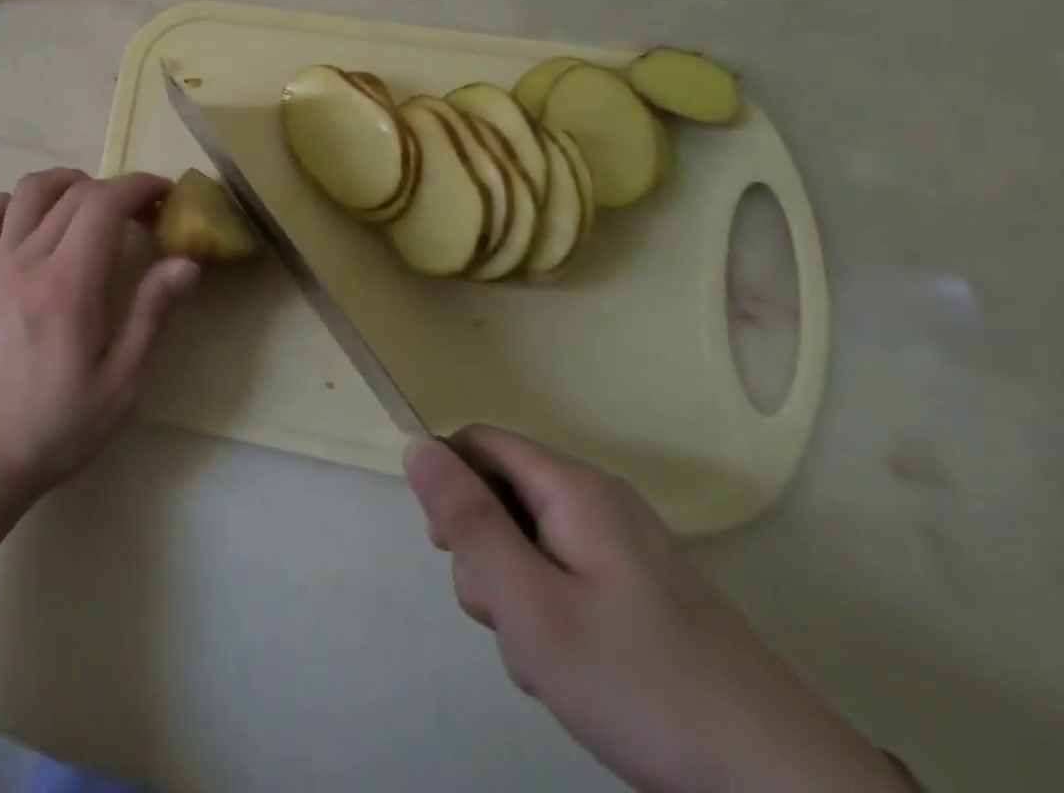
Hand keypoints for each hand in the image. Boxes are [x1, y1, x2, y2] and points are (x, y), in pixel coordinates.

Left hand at [0, 169, 198, 506]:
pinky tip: (34, 220)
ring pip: (28, 191)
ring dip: (67, 183)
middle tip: (146, 214)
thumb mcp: (121, 383)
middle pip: (74, 192)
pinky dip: (11, 204)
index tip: (166, 196)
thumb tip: (186, 262)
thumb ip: (151, 314)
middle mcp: (29, 260)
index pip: (104, 204)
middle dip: (117, 189)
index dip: (139, 187)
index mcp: (68, 284)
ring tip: (95, 206)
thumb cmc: (58, 426)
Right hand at [405, 427, 910, 792]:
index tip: (449, 548)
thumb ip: (465, 519)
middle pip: (502, 494)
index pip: (477, 443)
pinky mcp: (642, 594)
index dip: (449, 483)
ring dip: (515, 594)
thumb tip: (413, 444)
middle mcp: (599, 502)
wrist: (786, 789)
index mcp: (572, 487)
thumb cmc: (638, 681)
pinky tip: (574, 670)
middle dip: (483, 553)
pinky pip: (566, 577)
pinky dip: (552, 615)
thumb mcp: (528, 601)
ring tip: (544, 656)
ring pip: (529, 543)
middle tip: (505, 614)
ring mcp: (625, 550)